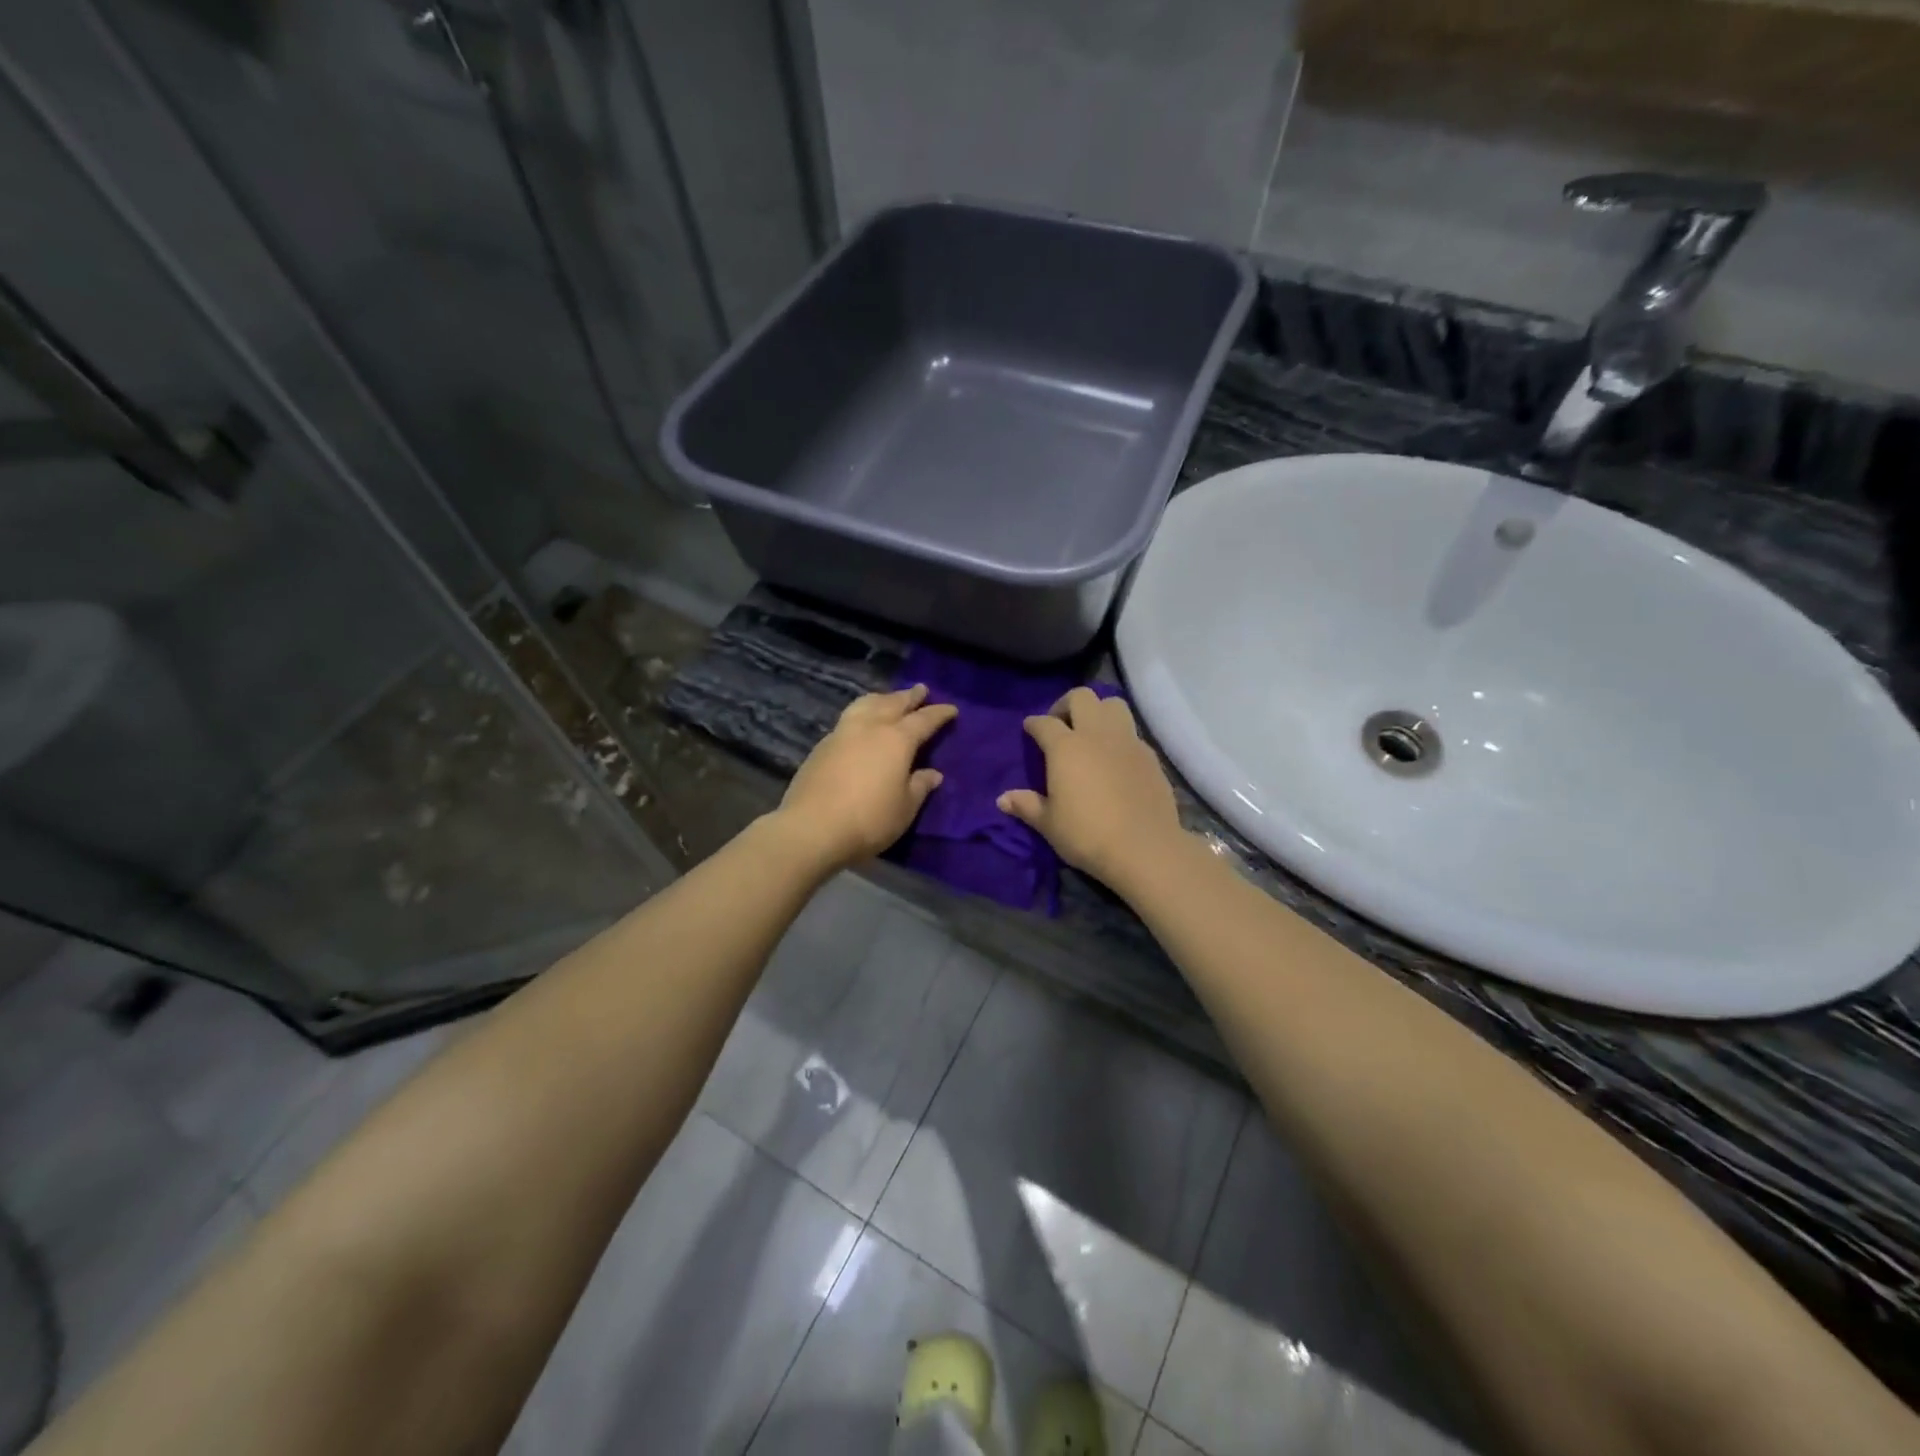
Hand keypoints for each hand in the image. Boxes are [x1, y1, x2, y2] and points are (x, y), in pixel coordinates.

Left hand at [773, 684, 957, 870]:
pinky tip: (861, 723)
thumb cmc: (869, 819)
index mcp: (897, 740)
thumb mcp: (905, 808)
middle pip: (893, 703)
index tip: (951, 709)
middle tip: (920, 689)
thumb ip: (920, 787)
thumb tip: (933, 774)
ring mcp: (842, 733)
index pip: (924, 720)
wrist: (811, 828)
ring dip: (882, 698)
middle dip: (909, 696)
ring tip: (888, 698)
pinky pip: (848, 718)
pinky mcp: (821, 746)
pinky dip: (862, 713)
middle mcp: (870, 728)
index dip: (939, 714)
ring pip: (866, 704)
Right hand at [997, 686, 1185, 895]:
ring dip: (1099, 711)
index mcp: (1066, 747)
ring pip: (1113, 704)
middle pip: (1082, 697)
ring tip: (1091, 733)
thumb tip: (1002, 799)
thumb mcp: (1049, 824)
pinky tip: (1116, 759)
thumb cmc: (1087, 834)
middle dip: (1066, 704)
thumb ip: (1026, 806)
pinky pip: (1132, 732)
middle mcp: (1097, 734)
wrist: (1144, 848)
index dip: (1033, 724)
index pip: (1044, 723)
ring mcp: (1127, 741)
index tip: (1029, 729)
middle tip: (1060, 724)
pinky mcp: (1150, 756)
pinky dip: (1120, 737)